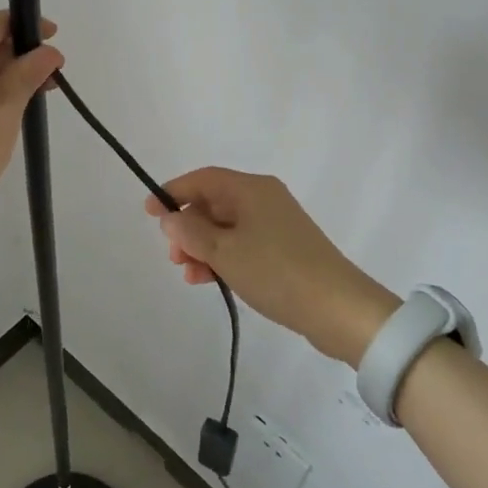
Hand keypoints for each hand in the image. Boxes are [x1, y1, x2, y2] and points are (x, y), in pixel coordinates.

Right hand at [147, 168, 400, 365]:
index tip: (149, 213)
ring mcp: (276, 225)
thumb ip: (191, 232)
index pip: (203, 179)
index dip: (173, 192)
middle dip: (188, 227)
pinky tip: (209, 280)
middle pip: (214, 203)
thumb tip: (170, 216)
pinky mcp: (284, 249)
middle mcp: (264, 199)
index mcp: (251, 189)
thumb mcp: (225, 252)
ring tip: (189, 274)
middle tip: (173, 256)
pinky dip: (223, 258)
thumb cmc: (276, 271)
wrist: (338, 309)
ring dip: (202, 247)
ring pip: (226, 227)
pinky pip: (242, 244)